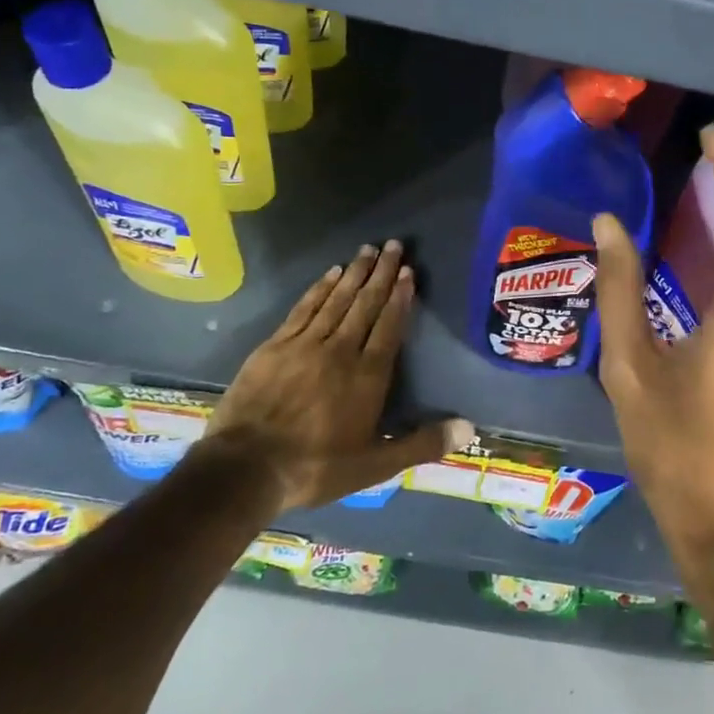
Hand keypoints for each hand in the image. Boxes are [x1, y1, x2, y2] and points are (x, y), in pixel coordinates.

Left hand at [203, 240, 473, 512]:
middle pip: (365, 304)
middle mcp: (340, 350)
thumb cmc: (316, 467)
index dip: (400, 297)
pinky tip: (330, 273)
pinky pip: (304, 308)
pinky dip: (319, 288)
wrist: (245, 469)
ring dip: (354, 273)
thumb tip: (468, 428)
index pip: (389, 326)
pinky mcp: (275, 346)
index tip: (408, 271)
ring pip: (336, 300)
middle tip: (394, 245)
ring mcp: (305, 344)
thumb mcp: (375, 466)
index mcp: (367, 376)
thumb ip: (421, 444)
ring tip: (368, 249)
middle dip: (382, 273)